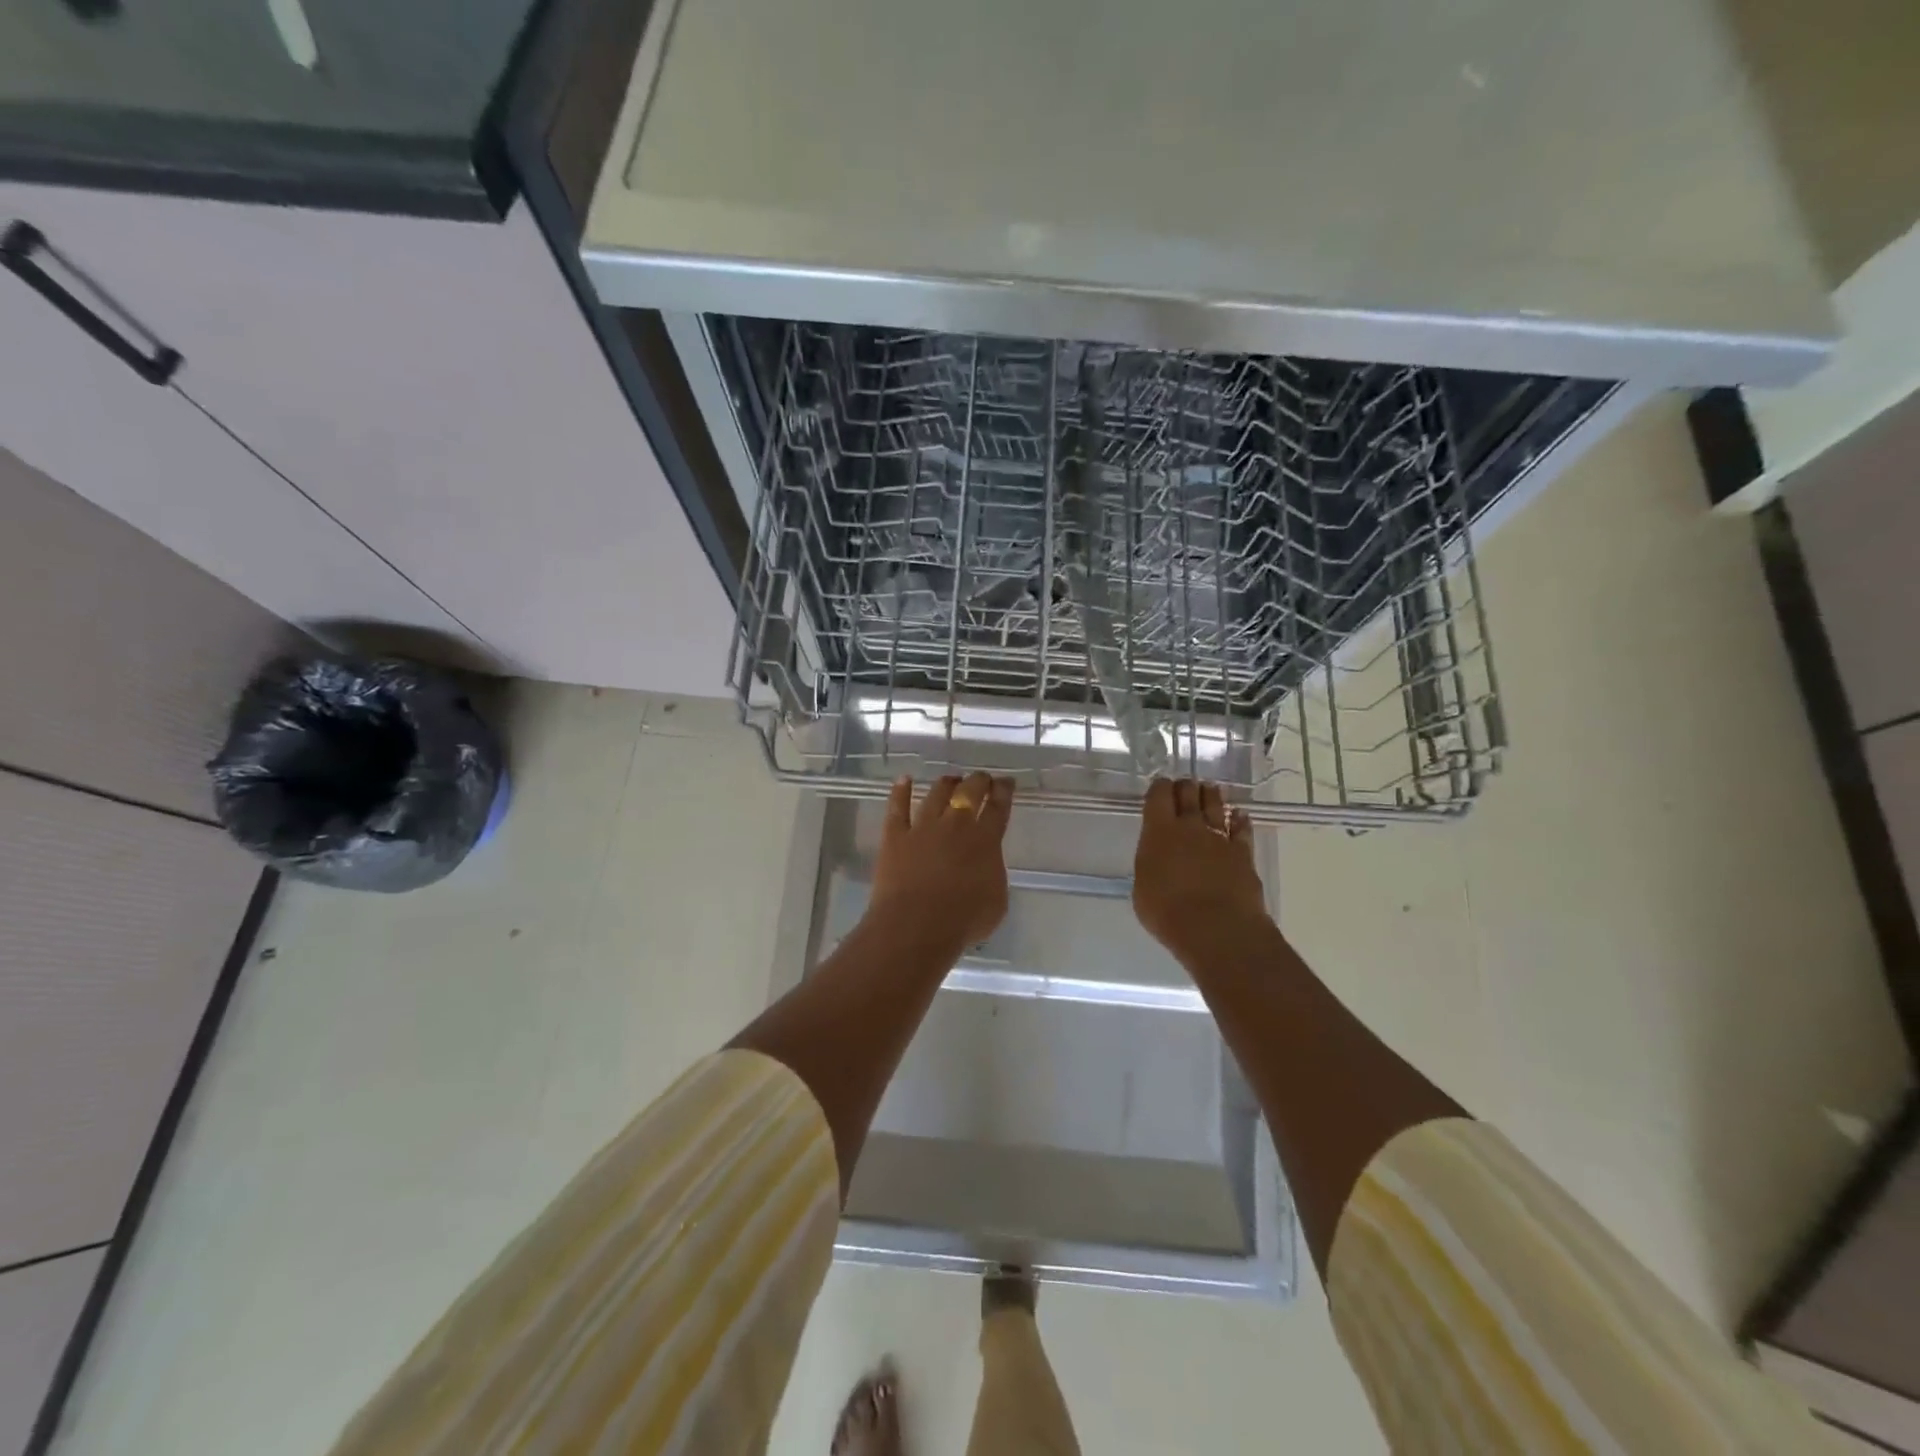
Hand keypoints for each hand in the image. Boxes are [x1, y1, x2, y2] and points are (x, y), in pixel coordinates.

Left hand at [869, 773, 1013, 950]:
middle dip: (978, 780)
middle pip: (969, 792)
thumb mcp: (996, 901)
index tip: (1006, 781)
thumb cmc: (963, 921)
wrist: (917, 926)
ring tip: (951, 779)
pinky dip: (900, 791)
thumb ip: (993, 874)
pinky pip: (897, 807)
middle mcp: (955, 825)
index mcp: (985, 840)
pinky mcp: (895, 836)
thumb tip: (986, 864)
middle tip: (982, 777)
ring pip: (935, 794)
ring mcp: (923, 827)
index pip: (998, 807)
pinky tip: (904, 779)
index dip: (1004, 791)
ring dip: (946, 783)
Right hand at [1132, 778, 1270, 963]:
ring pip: (1216, 806)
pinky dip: (1239, 820)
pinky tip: (1239, 815)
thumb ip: (1151, 865)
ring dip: (1211, 796)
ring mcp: (1220, 838)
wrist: (1216, 928)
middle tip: (1184, 785)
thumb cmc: (1168, 912)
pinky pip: (1242, 829)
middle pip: (1189, 794)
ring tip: (1210, 789)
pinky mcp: (1243, 853)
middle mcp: (1190, 827)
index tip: (1159, 786)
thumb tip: (1158, 860)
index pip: (1158, 796)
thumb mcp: (1143, 888)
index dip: (1159, 787)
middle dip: (1185, 787)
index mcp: (1159, 832)